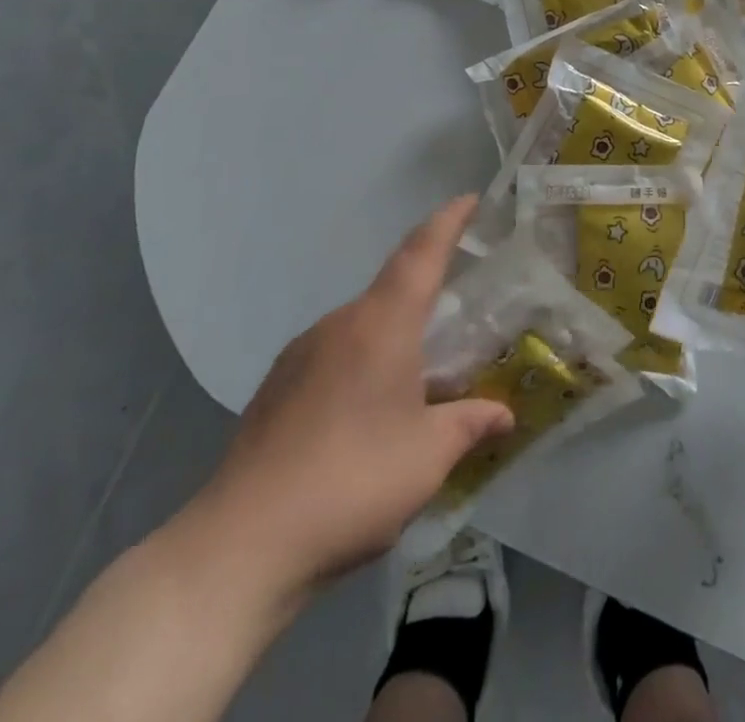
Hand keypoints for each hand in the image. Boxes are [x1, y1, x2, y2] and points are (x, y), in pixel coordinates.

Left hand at [174, 195, 513, 615]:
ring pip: (361, 326)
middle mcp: (339, 324)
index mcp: (381, 324)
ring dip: (393, 336)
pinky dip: (362, 363)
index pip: (421, 252)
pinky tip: (367, 412)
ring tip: (417, 375)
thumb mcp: (429, 456)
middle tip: (458, 314)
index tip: (469, 199)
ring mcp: (300, 355)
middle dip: (426, 292)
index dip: (448, 222)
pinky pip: (333, 355)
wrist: (240, 545)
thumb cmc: (352, 481)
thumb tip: (504, 414)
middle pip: (392, 289)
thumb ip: (470, 424)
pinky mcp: (275, 388)